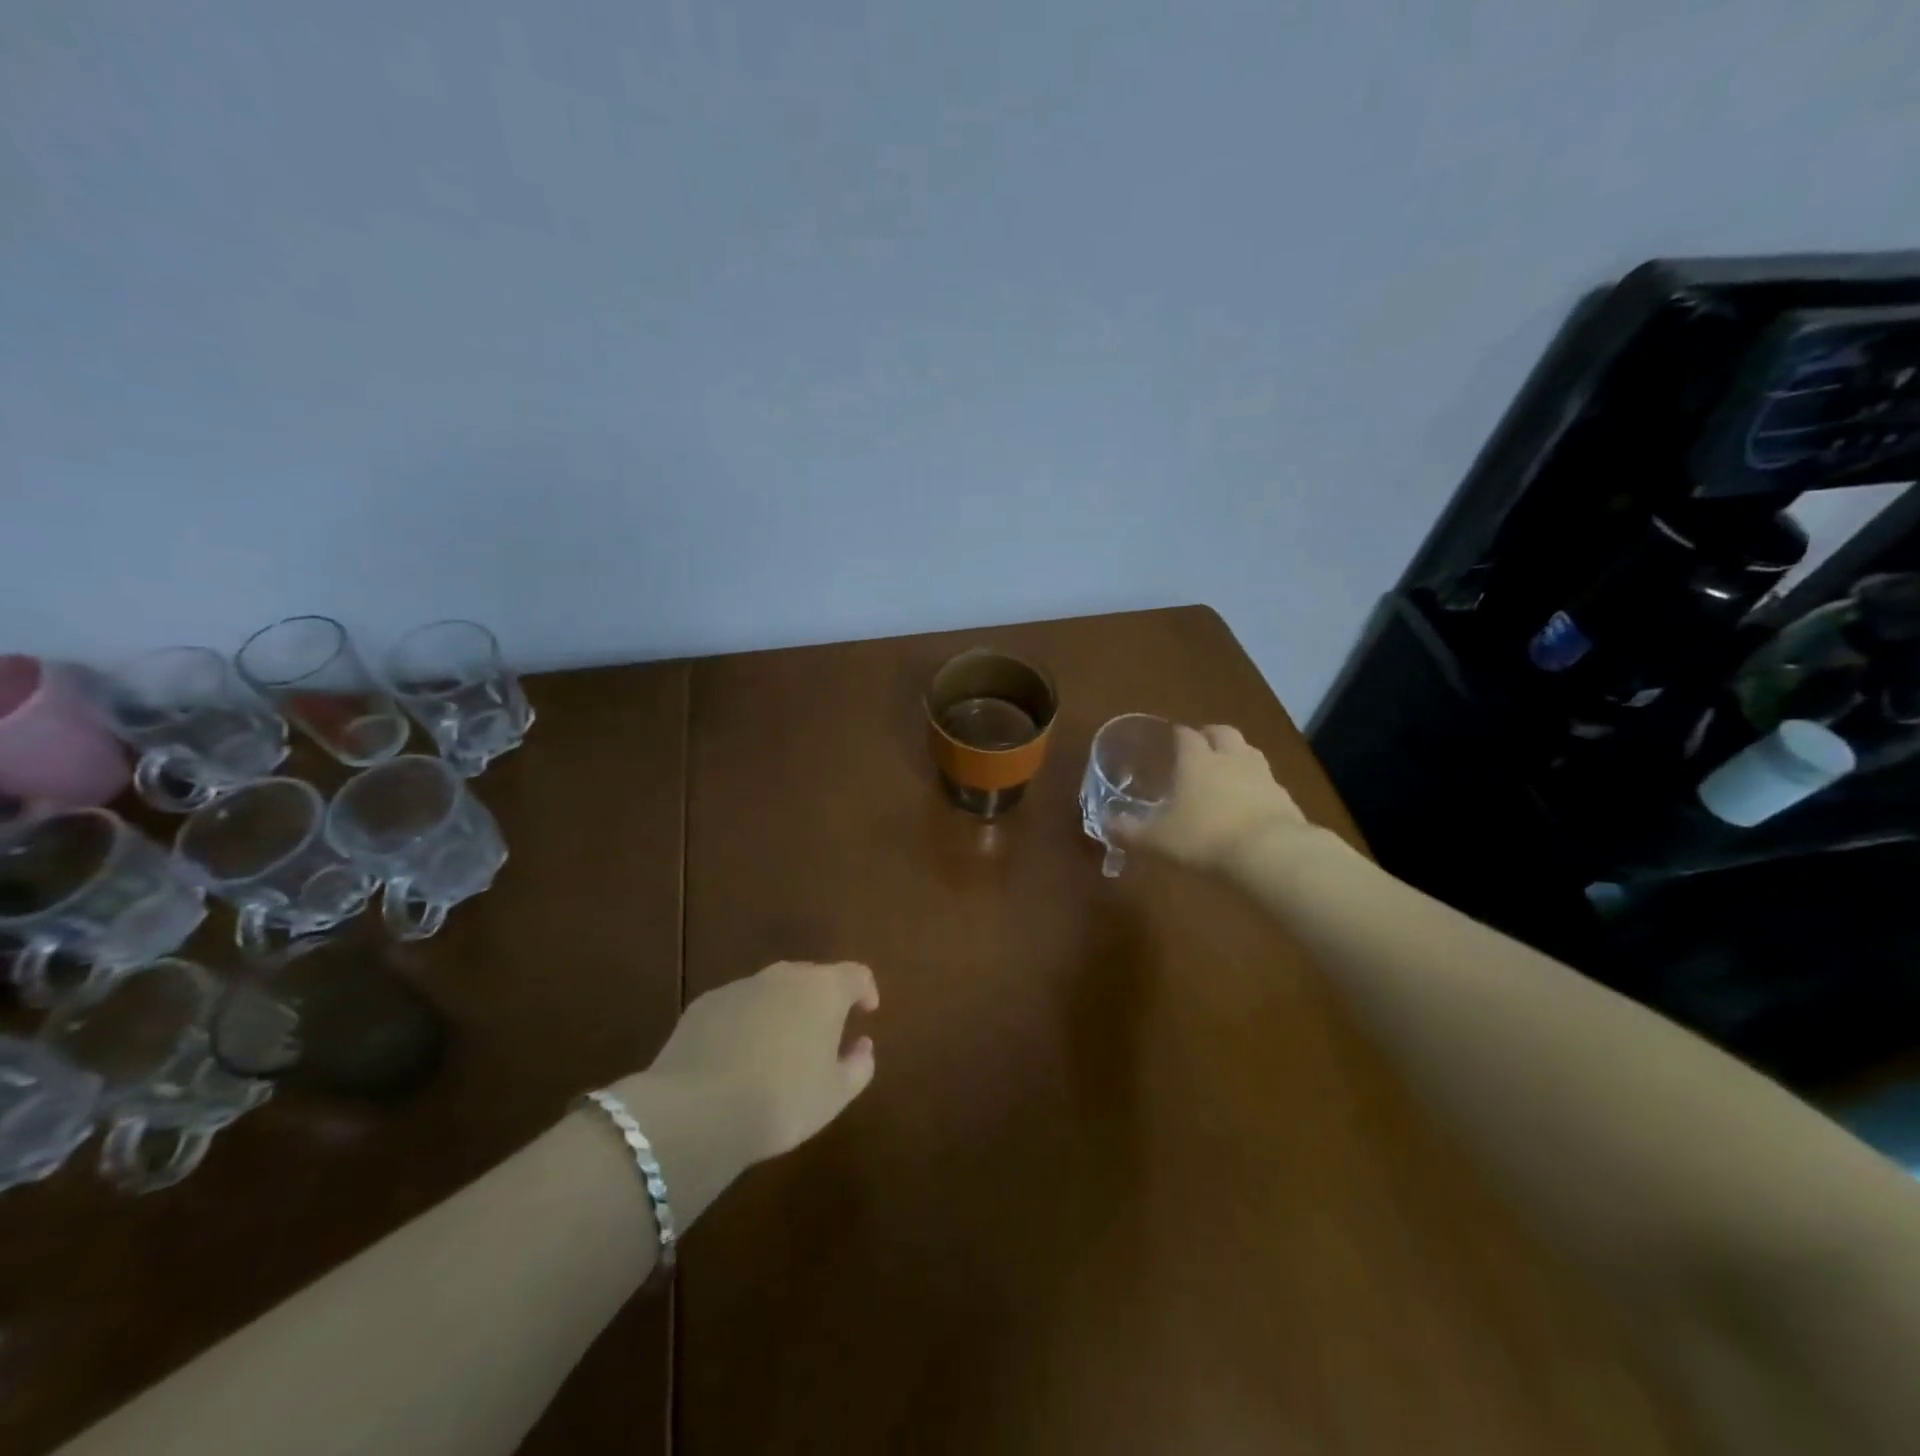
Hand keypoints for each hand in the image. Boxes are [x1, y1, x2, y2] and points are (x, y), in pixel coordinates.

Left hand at [638, 960, 878, 1161]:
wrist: (697, 1111)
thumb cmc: (782, 1101)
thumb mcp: (835, 1095)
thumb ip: (859, 1065)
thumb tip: (862, 1045)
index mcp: (823, 990)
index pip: (856, 974)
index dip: (865, 991)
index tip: (866, 1012)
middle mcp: (784, 976)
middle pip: (812, 977)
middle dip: (821, 1001)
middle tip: (821, 1036)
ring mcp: (740, 987)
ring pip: (771, 991)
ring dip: (781, 1011)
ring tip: (776, 1050)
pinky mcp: (704, 1004)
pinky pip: (736, 1007)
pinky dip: (745, 1023)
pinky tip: (736, 1058)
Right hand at [1113, 724, 1309, 871]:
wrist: (1269, 854)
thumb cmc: (1203, 838)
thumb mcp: (1156, 840)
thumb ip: (1129, 831)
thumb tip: (1107, 824)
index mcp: (1196, 760)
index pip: (1185, 735)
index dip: (1177, 735)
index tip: (1171, 740)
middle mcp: (1230, 758)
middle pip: (1223, 733)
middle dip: (1211, 735)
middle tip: (1201, 747)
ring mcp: (1262, 776)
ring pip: (1249, 753)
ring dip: (1237, 756)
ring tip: (1226, 772)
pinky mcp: (1285, 798)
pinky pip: (1268, 783)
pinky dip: (1257, 787)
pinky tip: (1250, 804)